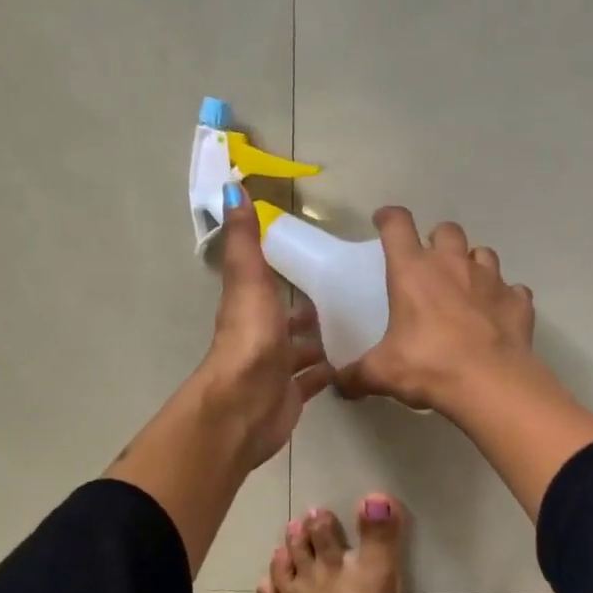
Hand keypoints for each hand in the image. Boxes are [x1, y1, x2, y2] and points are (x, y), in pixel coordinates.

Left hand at [198, 187, 333, 466]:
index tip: (315, 259)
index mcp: (250, 306)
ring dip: (321, 340)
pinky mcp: (291, 395)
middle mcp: (262, 336)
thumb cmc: (251, 338)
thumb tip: (233, 188)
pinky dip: (329, 372)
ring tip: (359, 327)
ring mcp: (276, 368)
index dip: (283, 271)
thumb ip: (246, 240)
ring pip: (301, 350)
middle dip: (310, 310)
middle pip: (287, 319)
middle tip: (348, 297)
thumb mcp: (249, 279)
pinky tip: (353, 363)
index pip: (266, 283)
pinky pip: (313, 380)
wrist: (247, 404)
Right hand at [336, 207, 538, 413]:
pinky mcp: (518, 301)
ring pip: (483, 253)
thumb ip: (357, 375)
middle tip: (430, 263)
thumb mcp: (382, 373)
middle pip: (446, 230)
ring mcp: (491, 279)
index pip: (397, 225)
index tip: (383, 221)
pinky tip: (498, 314)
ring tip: (466, 286)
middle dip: (437, 240)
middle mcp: (453, 265)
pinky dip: (505, 298)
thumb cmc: (428, 366)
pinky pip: (513, 290)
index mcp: (413, 271)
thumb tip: (339, 385)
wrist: (490, 382)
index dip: (389, 218)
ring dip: (473, 263)